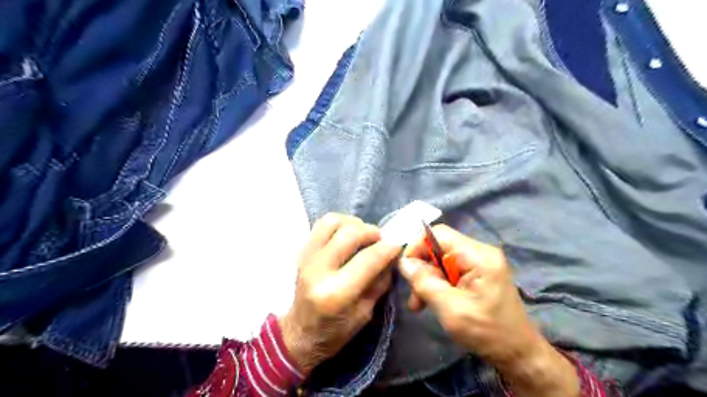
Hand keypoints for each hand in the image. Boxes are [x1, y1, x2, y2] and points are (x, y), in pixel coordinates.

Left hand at [281, 214, 402, 374]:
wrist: (300, 334)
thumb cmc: (336, 331)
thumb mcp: (367, 312)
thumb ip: (380, 280)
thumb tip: (392, 254)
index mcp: (336, 294)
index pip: (369, 259)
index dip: (389, 247)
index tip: (398, 244)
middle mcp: (318, 270)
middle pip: (350, 234)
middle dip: (372, 232)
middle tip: (381, 240)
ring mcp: (306, 258)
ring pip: (333, 221)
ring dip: (354, 224)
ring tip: (363, 235)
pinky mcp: (302, 251)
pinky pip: (322, 224)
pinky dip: (340, 223)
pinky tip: (348, 234)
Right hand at [401, 225, 576, 396]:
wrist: (518, 354)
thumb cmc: (488, 332)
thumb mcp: (451, 310)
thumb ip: (425, 283)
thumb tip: (403, 262)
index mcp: (479, 256)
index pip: (440, 234)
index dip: (418, 246)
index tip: (405, 269)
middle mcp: (480, 252)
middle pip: (438, 248)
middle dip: (422, 270)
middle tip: (414, 296)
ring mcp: (479, 263)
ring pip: (440, 261)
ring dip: (427, 280)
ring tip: (419, 304)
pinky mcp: (477, 274)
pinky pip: (448, 271)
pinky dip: (437, 284)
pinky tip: (430, 302)